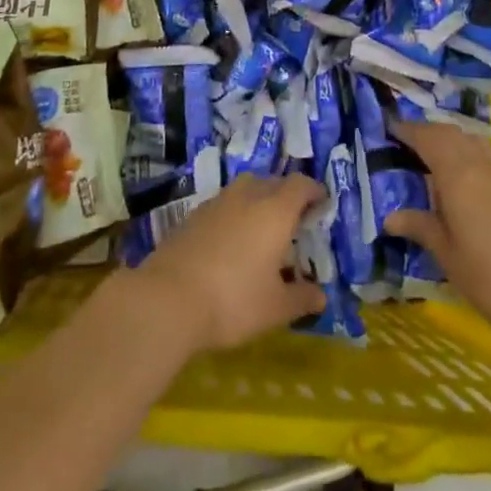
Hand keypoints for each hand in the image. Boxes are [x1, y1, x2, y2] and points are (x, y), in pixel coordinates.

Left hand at [133, 174, 328, 352]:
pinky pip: (223, 205)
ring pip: (245, 190)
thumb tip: (321, 296)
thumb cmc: (234, 300)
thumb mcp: (275, 308)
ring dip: (258, 202)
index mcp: (275, 210)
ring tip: (262, 230)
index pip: (300, 185)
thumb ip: (301, 298)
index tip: (321, 204)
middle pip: (273, 182)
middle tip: (294, 221)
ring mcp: (217, 202)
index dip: (314, 191)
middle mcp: (248, 196)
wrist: (168, 298)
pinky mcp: (193, 215)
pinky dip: (234, 215)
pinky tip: (230, 242)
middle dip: (287, 196)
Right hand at [386, 119, 490, 357]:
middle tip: (407, 142)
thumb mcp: (450, 258)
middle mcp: (482, 165)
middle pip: (452, 134)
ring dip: (453, 141)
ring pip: (475, 143)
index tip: (388, 126)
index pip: (427, 138)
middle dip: (428, 132)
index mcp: (458, 175)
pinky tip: (469, 182)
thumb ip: (422, 228)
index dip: (406, 129)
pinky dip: (472, 156)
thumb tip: (391, 216)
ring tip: (435, 159)